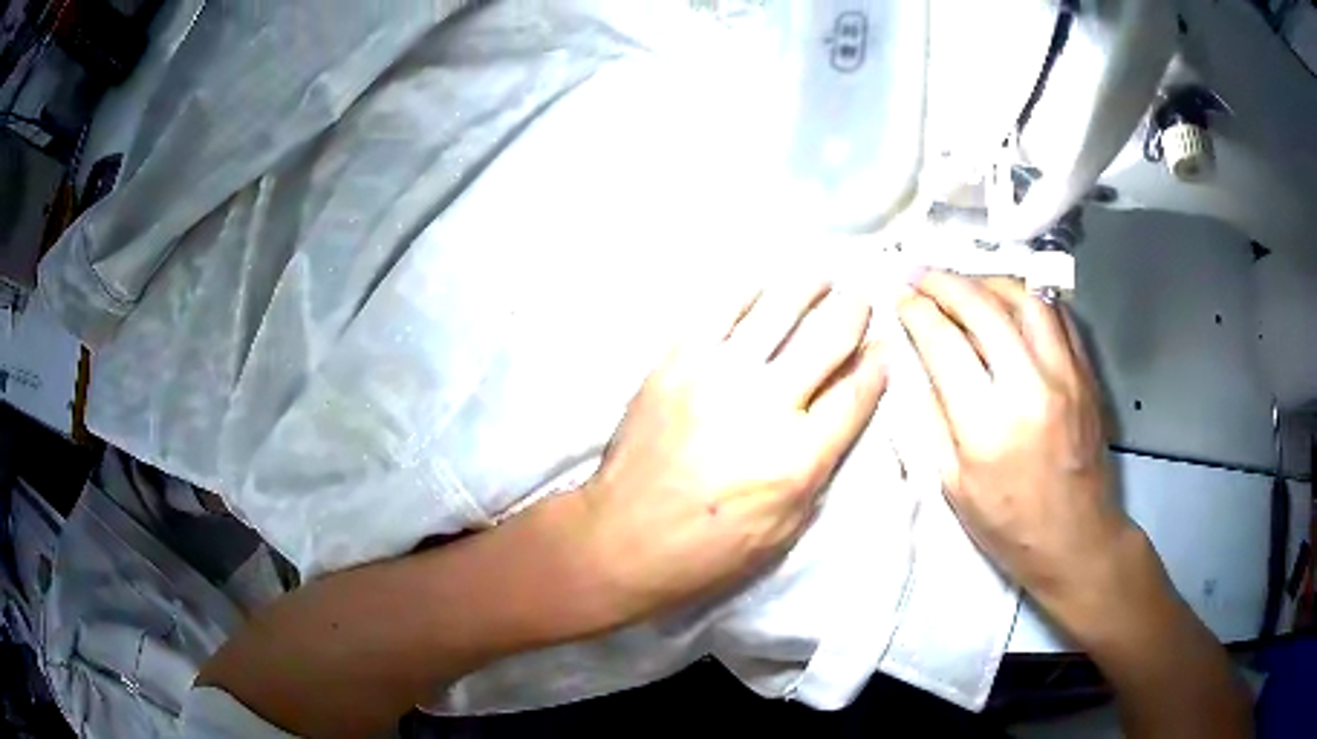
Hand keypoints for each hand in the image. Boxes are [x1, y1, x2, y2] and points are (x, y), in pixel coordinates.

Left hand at [581, 282, 888, 621]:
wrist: (622, 540)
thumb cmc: (708, 551)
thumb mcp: (784, 530)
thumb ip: (818, 469)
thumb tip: (839, 413)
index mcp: (797, 458)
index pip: (854, 395)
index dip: (877, 365)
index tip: (885, 346)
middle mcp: (765, 406)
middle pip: (825, 341)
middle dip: (852, 314)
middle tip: (860, 300)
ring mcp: (716, 378)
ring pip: (775, 313)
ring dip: (805, 289)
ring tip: (820, 277)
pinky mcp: (674, 365)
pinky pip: (716, 313)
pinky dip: (744, 294)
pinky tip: (759, 286)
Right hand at [897, 272, 1128, 619]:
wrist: (1075, 539)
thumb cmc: (1008, 525)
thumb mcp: (953, 486)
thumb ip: (933, 417)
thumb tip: (916, 361)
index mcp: (987, 427)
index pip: (945, 343)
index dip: (916, 311)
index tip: (900, 298)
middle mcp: (1030, 389)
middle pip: (984, 307)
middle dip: (945, 283)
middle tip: (923, 278)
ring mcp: (1066, 375)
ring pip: (1026, 297)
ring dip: (988, 281)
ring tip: (966, 285)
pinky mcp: (1086, 373)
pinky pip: (1057, 315)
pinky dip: (1028, 298)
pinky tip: (1010, 304)